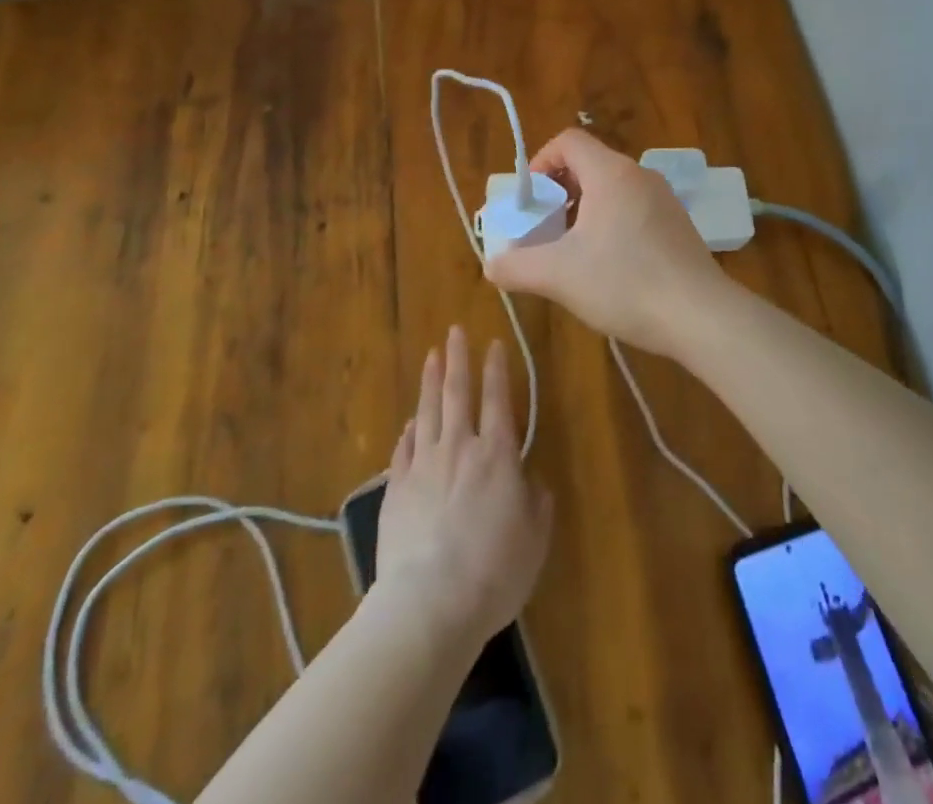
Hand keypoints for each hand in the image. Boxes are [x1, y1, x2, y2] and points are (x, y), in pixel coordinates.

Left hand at [376, 327, 553, 644]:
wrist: (430, 602)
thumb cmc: (494, 571)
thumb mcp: (534, 540)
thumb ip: (536, 504)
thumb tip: (532, 481)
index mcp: (497, 456)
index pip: (498, 400)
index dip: (497, 370)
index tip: (494, 344)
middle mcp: (460, 448)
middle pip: (458, 393)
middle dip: (459, 359)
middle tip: (454, 331)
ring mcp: (424, 465)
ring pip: (427, 411)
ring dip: (430, 381)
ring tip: (431, 356)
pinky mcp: (396, 488)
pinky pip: (404, 448)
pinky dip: (409, 430)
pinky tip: (411, 421)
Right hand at [483, 128, 729, 357]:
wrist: (701, 315)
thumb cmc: (625, 283)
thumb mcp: (559, 276)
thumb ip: (516, 267)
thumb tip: (492, 265)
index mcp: (611, 173)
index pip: (567, 141)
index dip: (540, 163)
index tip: (530, 202)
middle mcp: (639, 175)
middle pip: (589, 164)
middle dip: (559, 192)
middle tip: (544, 229)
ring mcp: (664, 199)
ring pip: (611, 189)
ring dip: (584, 210)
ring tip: (572, 251)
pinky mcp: (677, 224)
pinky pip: (633, 209)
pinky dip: (611, 223)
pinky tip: (609, 266)